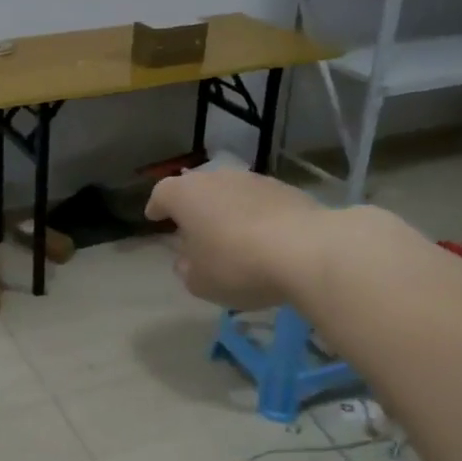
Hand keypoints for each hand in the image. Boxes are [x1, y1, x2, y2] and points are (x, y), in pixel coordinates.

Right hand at [144, 170, 327, 308]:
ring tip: (230, 236)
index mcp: (186, 195)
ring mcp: (254, 180)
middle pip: (198, 188)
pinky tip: (262, 239)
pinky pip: (260, 203)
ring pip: (231, 193)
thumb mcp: (200, 282)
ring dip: (227, 210)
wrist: (306, 250)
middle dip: (194, 207)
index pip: (162, 194)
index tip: (155, 217)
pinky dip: (255, 216)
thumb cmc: (237, 265)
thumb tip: (187, 261)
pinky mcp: (287, 190)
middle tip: (193, 230)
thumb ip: (187, 270)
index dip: (157, 206)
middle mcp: (217, 178)